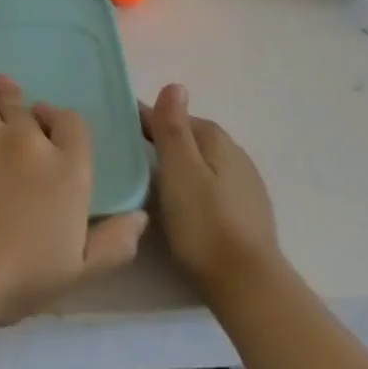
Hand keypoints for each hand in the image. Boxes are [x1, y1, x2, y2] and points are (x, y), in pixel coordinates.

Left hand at [0, 73, 146, 323]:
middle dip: (16, 99)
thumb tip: (139, 217)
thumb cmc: (16, 277)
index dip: (60, 118)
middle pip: (24, 107)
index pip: (73, 124)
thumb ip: (113, 245)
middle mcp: (27, 140)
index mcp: (67, 170)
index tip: (47, 118)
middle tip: (6, 91)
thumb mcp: (78, 273)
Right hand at [142, 84, 281, 303]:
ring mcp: (246, 185)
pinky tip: (183, 205)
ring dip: (181, 164)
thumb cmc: (204, 223)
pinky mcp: (248, 213)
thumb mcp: (179, 171)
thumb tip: (175, 85)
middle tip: (130, 156)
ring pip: (205, 162)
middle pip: (193, 138)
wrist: (247, 284)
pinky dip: (195, 186)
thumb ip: (173, 128)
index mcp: (217, 140)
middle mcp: (236, 155)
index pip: (176, 117)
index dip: (147, 120)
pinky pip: (214, 186)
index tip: (119, 128)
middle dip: (165, 140)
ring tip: (152, 181)